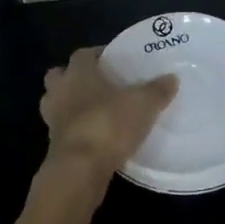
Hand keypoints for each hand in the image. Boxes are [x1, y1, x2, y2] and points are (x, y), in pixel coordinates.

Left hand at [39, 48, 176, 182]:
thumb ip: (158, 90)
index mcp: (78, 73)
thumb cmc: (108, 124)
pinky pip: (61, 128)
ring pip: (55, 102)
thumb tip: (172, 78)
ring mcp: (52, 119)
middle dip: (73, 77)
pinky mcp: (53, 145)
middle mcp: (60, 91)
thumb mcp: (143, 105)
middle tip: (97, 83)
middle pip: (59, 76)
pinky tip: (93, 135)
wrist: (80, 169)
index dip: (97, 54)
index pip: (83, 54)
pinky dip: (74, 129)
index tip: (114, 60)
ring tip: (94, 110)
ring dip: (69, 104)